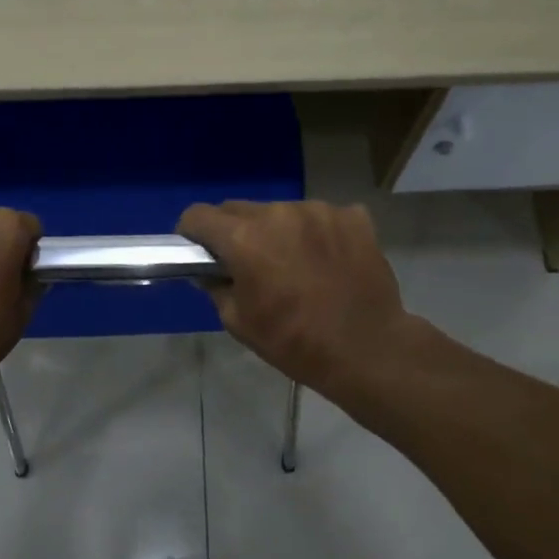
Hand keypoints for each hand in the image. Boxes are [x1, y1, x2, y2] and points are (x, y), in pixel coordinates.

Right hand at [178, 201, 411, 392]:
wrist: (367, 348)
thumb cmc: (294, 341)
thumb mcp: (238, 322)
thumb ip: (216, 287)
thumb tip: (208, 271)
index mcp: (244, 238)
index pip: (198, 216)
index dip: (192, 234)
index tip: (198, 252)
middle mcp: (278, 213)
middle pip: (239, 210)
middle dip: (234, 232)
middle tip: (247, 264)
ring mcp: (319, 211)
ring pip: (280, 212)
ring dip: (277, 232)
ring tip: (294, 265)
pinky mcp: (352, 217)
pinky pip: (320, 218)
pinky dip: (315, 234)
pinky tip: (326, 262)